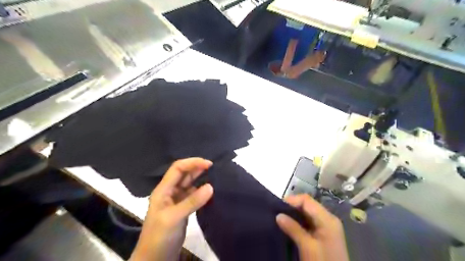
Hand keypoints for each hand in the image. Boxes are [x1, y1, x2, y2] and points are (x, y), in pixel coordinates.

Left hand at [129, 157, 211, 260]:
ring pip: (189, 183)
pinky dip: (201, 190)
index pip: (178, 168)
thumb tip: (211, 186)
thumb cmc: (159, 236)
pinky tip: (210, 190)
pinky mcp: (183, 208)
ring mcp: (176, 200)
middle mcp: (170, 191)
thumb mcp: (174, 217)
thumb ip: (192, 201)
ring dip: (200, 178)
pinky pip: (193, 194)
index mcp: (163, 190)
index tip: (209, 164)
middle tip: (215, 168)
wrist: (155, 258)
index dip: (192, 162)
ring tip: (215, 176)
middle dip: (197, 168)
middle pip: (184, 174)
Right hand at [275, 193, 348, 260]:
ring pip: (308, 213)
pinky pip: (310, 221)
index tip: (278, 207)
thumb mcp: (307, 247)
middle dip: (292, 207)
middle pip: (308, 205)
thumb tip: (278, 215)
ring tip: (281, 218)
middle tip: (277, 213)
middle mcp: (328, 219)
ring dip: (294, 214)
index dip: (292, 200)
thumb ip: (293, 229)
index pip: (307, 200)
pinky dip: (299, 221)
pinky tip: (290, 226)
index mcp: (327, 219)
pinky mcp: (324, 234)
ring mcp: (327, 226)